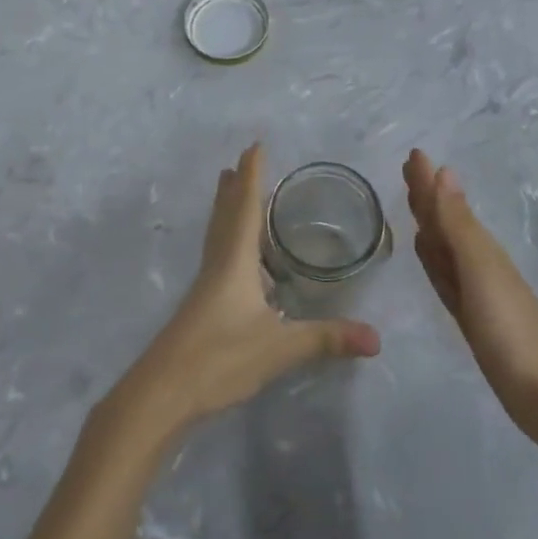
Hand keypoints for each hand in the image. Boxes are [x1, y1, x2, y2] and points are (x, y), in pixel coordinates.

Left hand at [111, 144, 379, 433]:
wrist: (162, 392)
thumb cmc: (219, 357)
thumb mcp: (278, 348)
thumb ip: (325, 339)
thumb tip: (376, 338)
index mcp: (235, 260)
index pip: (246, 206)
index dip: (252, 176)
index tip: (255, 146)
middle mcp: (217, 263)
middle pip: (226, 214)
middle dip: (235, 187)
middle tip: (240, 162)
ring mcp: (205, 285)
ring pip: (217, 234)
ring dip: (227, 209)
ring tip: (232, 192)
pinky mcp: (200, 305)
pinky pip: (217, 255)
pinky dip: (228, 239)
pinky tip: (236, 258)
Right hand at [404, 149, 537, 439]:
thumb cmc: (508, 327)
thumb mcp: (479, 270)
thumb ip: (458, 224)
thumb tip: (444, 171)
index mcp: (478, 246)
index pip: (446, 204)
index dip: (429, 180)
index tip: (413, 154)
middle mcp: (476, 260)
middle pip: (445, 219)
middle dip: (427, 194)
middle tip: (408, 169)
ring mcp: (474, 288)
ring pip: (443, 244)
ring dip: (428, 221)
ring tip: (414, 201)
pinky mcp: (469, 314)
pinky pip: (444, 274)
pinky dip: (432, 257)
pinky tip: (425, 251)